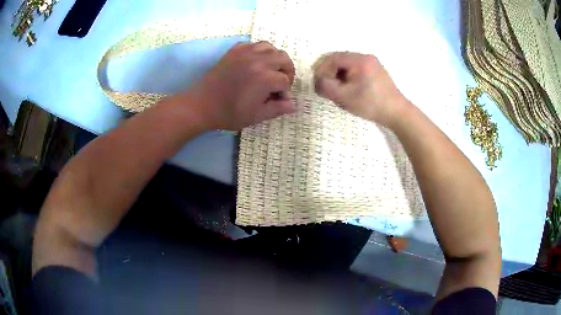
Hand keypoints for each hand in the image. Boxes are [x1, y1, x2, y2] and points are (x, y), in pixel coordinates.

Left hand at [184, 41, 295, 130]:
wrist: (201, 105)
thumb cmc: (229, 113)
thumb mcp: (256, 116)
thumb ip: (278, 109)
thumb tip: (293, 105)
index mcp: (265, 78)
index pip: (285, 81)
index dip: (285, 92)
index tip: (278, 100)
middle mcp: (258, 61)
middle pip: (283, 59)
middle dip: (286, 71)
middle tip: (279, 83)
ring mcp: (245, 53)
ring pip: (270, 47)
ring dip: (274, 58)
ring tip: (269, 70)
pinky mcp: (234, 51)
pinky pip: (252, 44)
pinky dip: (258, 51)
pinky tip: (254, 62)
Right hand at [313, 52, 408, 126]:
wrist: (397, 113)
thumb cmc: (371, 104)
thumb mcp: (344, 97)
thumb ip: (326, 87)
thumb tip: (317, 81)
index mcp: (359, 60)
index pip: (333, 58)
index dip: (321, 69)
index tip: (317, 82)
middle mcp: (366, 57)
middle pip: (340, 60)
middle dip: (329, 72)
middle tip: (325, 87)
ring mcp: (372, 63)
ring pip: (347, 65)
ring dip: (338, 76)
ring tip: (337, 90)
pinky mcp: (375, 71)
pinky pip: (356, 70)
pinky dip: (348, 77)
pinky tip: (348, 90)